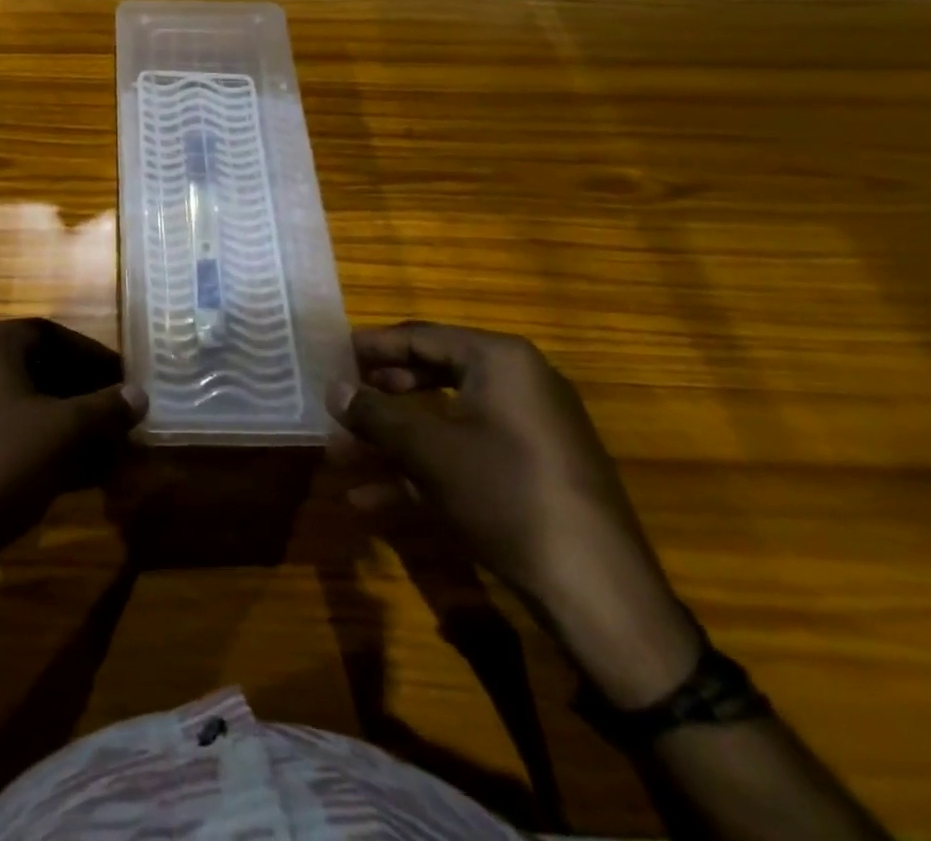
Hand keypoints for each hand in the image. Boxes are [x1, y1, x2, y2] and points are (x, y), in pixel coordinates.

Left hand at [0, 320, 145, 578]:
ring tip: (97, 450)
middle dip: (79, 393)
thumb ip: (106, 409)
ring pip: (17, 403)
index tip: (123, 381)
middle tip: (113, 416)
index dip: (93, 357)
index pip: (52, 334)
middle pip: (34, 367)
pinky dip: (32, 443)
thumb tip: (140, 394)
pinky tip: (62, 474)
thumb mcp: (64, 433)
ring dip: (60, 422)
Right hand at [329, 322, 700, 707]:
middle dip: (378, 400)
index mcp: (500, 361)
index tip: (330, 356)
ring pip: (442, 423)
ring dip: (391, 442)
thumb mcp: (429, 450)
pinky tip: (372, 503)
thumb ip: (375, 412)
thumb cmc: (506, 494)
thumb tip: (333, 386)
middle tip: (337, 407)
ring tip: (341, 459)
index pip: (421, 337)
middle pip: (430, 377)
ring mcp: (526, 433)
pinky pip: (464, 457)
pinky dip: (421, 473)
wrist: (599, 593)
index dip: (371, 347)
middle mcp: (517, 385)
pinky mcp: (530, 475)